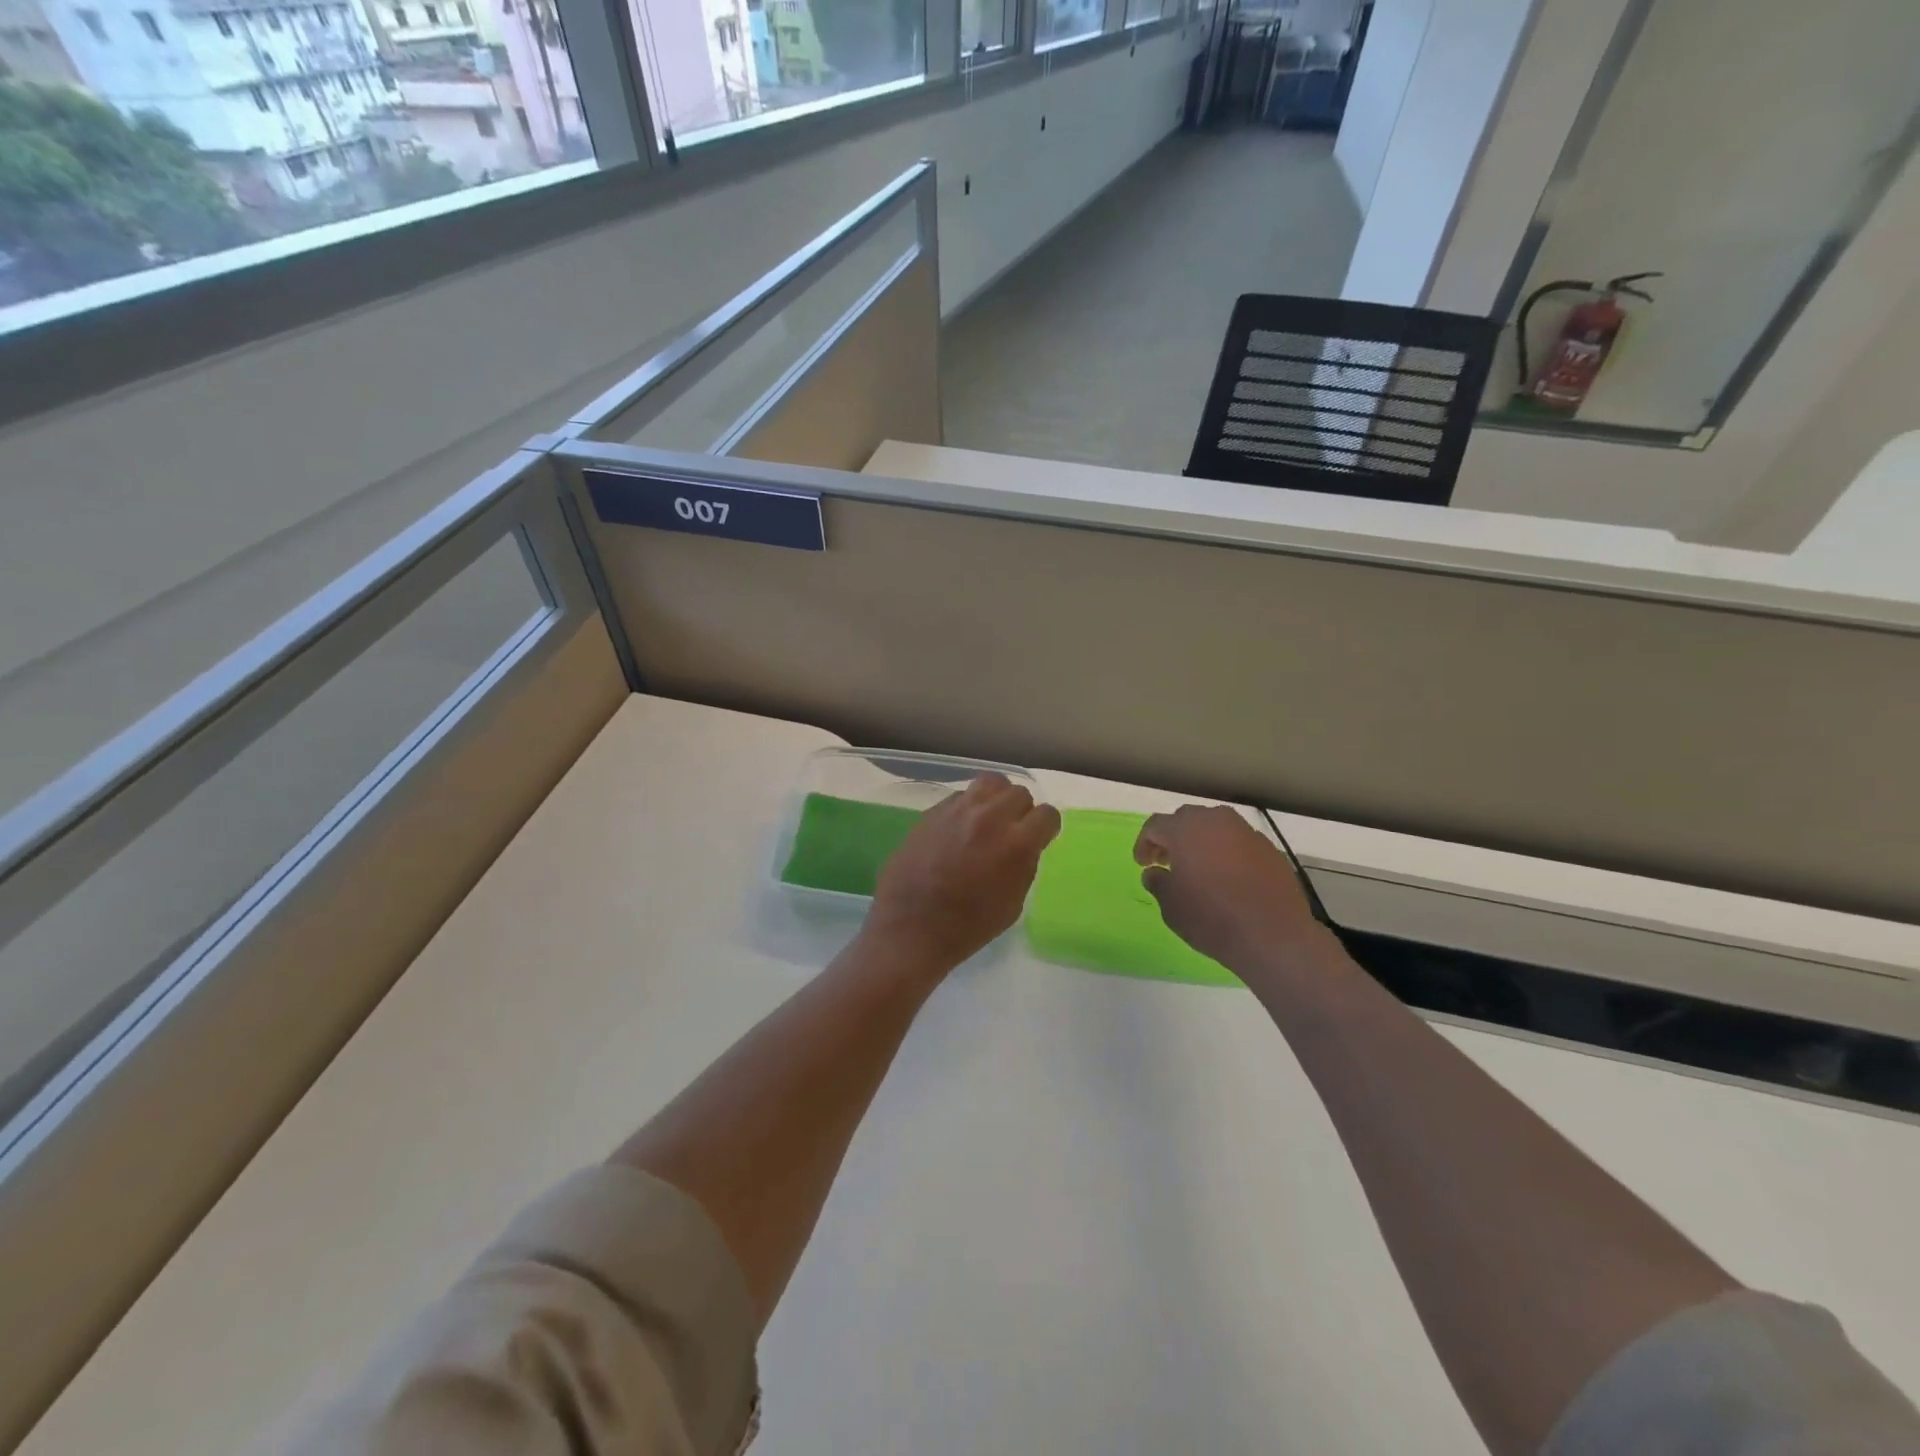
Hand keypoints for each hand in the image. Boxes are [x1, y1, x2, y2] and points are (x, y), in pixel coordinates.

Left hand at [865, 774, 1061, 973]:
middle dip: (1022, 811)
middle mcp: (990, 817)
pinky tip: (960, 829)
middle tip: (1012, 832)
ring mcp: (958, 809)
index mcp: (1017, 843)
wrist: (911, 928)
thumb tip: (1024, 847)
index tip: (1039, 839)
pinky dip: (968, 807)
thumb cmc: (968, 926)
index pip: (1047, 815)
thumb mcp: (1013, 903)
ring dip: (996, 799)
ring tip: (989, 820)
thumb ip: (1024, 865)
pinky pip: (961, 796)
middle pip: (1019, 793)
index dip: (1046, 828)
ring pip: (990, 783)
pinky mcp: (933, 811)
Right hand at [1134, 805, 1328, 974]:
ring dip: (1202, 841)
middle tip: (1167, 861)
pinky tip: (1228, 877)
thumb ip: (1158, 882)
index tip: (1143, 863)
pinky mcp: (1269, 849)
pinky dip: (1227, 852)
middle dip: (1173, 837)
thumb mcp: (1171, 906)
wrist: (1273, 936)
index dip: (1144, 843)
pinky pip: (1239, 842)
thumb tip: (1155, 873)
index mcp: (1185, 829)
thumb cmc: (1211, 918)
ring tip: (1199, 868)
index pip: (1155, 825)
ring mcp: (1247, 832)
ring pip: (1216, 827)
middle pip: (1187, 819)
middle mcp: (1216, 821)